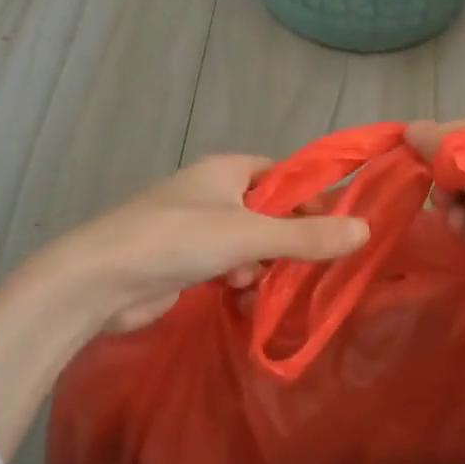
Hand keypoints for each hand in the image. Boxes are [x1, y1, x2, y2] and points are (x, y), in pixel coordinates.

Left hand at [40, 154, 369, 331]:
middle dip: (286, 237)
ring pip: (248, 242)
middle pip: (268, 210)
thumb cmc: (176, 240)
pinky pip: (226, 264)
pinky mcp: (183, 261)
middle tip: (309, 263)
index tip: (336, 225)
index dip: (310, 196)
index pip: (282, 174)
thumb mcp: (248, 235)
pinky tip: (237, 293)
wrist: (99, 280)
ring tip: (261, 280)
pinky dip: (237, 277)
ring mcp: (195, 228)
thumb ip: (306, 237)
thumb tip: (365, 230)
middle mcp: (212, 193)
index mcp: (226, 170)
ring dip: (261, 262)